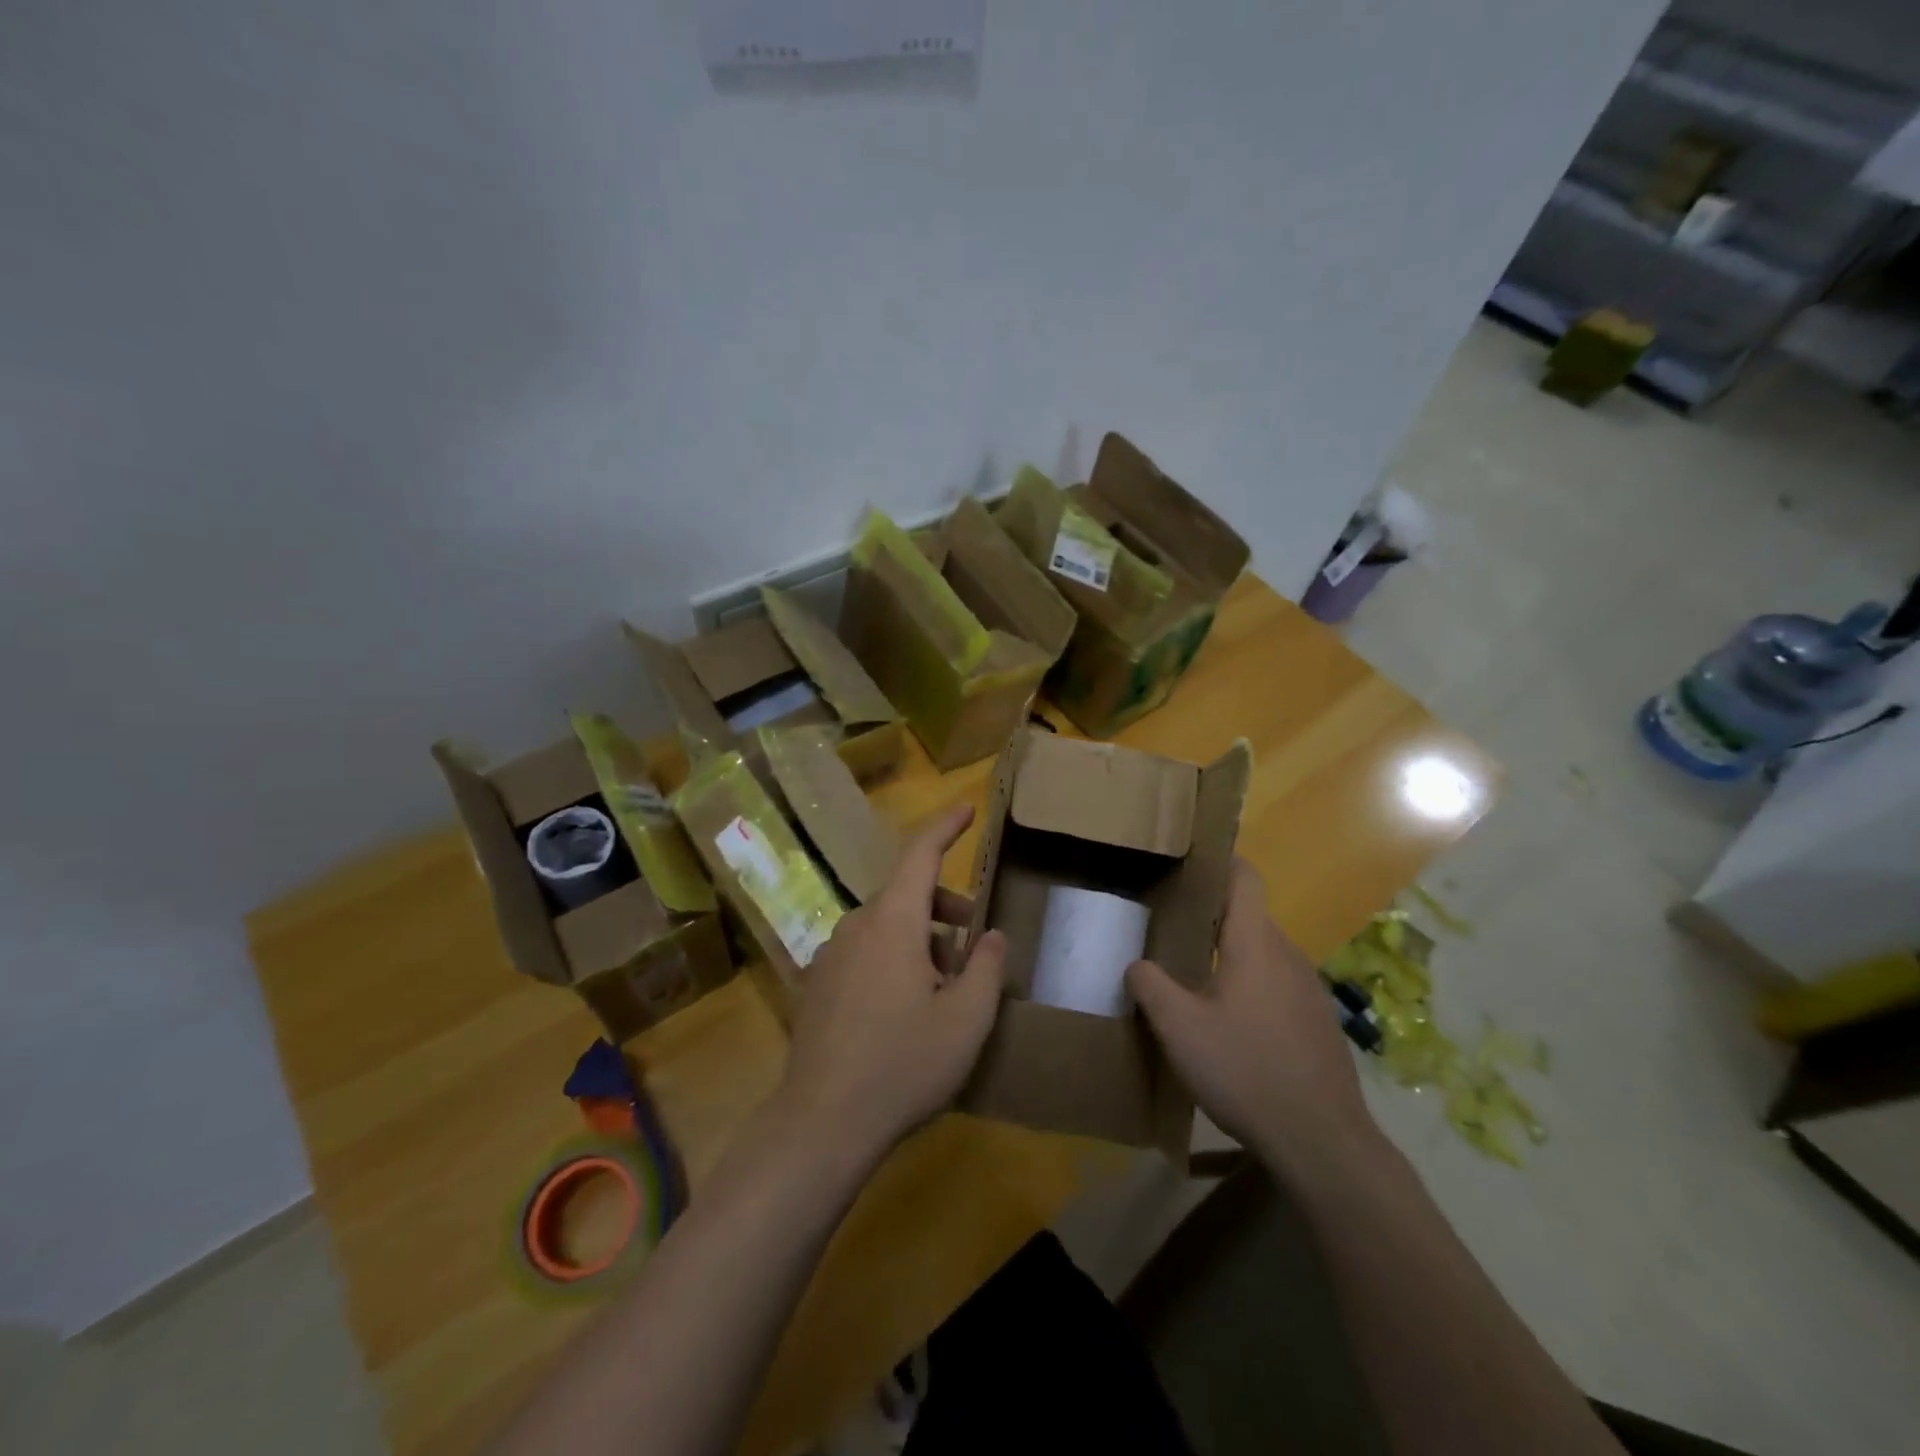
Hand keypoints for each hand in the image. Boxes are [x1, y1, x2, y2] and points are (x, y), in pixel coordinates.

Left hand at [778, 804, 1007, 1164]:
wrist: (822, 1123)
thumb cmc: (904, 1064)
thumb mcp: (966, 1019)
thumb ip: (986, 966)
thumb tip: (991, 934)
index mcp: (892, 921)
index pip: (921, 855)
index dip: (946, 827)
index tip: (967, 809)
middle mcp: (856, 926)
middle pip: (907, 895)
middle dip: (945, 909)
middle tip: (974, 945)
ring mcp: (831, 955)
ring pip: (886, 927)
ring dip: (921, 941)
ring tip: (944, 989)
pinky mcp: (817, 984)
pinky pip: (864, 952)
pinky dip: (893, 959)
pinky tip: (905, 1010)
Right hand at [1127, 858, 1379, 1170]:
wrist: (1323, 1141)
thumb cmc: (1246, 1071)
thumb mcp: (1180, 1029)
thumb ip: (1150, 987)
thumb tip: (1136, 963)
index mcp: (1255, 944)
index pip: (1244, 878)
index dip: (1219, 862)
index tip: (1187, 862)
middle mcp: (1288, 955)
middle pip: (1249, 916)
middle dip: (1211, 915)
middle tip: (1170, 927)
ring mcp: (1309, 990)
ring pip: (1263, 953)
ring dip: (1230, 954)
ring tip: (1193, 974)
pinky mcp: (1318, 1022)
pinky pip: (1277, 984)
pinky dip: (1251, 985)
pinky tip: (1230, 1022)